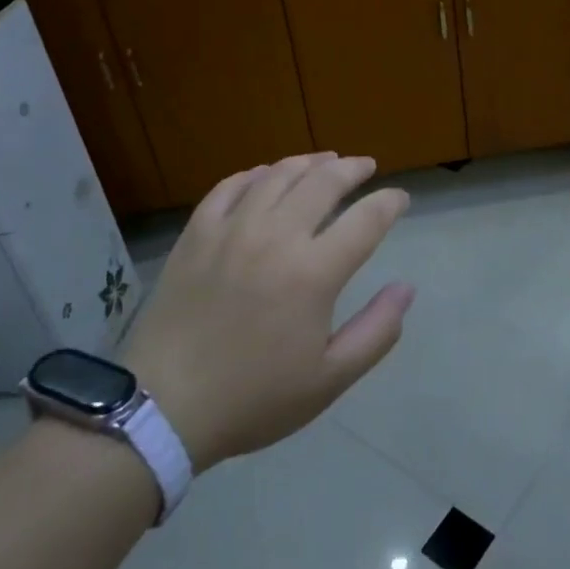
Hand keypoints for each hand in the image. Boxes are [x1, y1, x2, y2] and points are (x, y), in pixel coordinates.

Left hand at [122, 154, 413, 469]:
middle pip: (324, 182)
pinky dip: (256, 174)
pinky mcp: (197, 233)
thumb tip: (406, 288)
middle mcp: (276, 236)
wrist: (163, 407)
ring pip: (278, 175)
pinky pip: (230, 186)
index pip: (366, 220)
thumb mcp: (329, 380)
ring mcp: (232, 229)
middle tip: (366, 166)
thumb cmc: (253, 398)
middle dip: (352, 169)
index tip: (401, 198)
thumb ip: (376, 331)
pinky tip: (266, 175)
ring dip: (309, 162)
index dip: (389, 203)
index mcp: (313, 272)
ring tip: (325, 161)